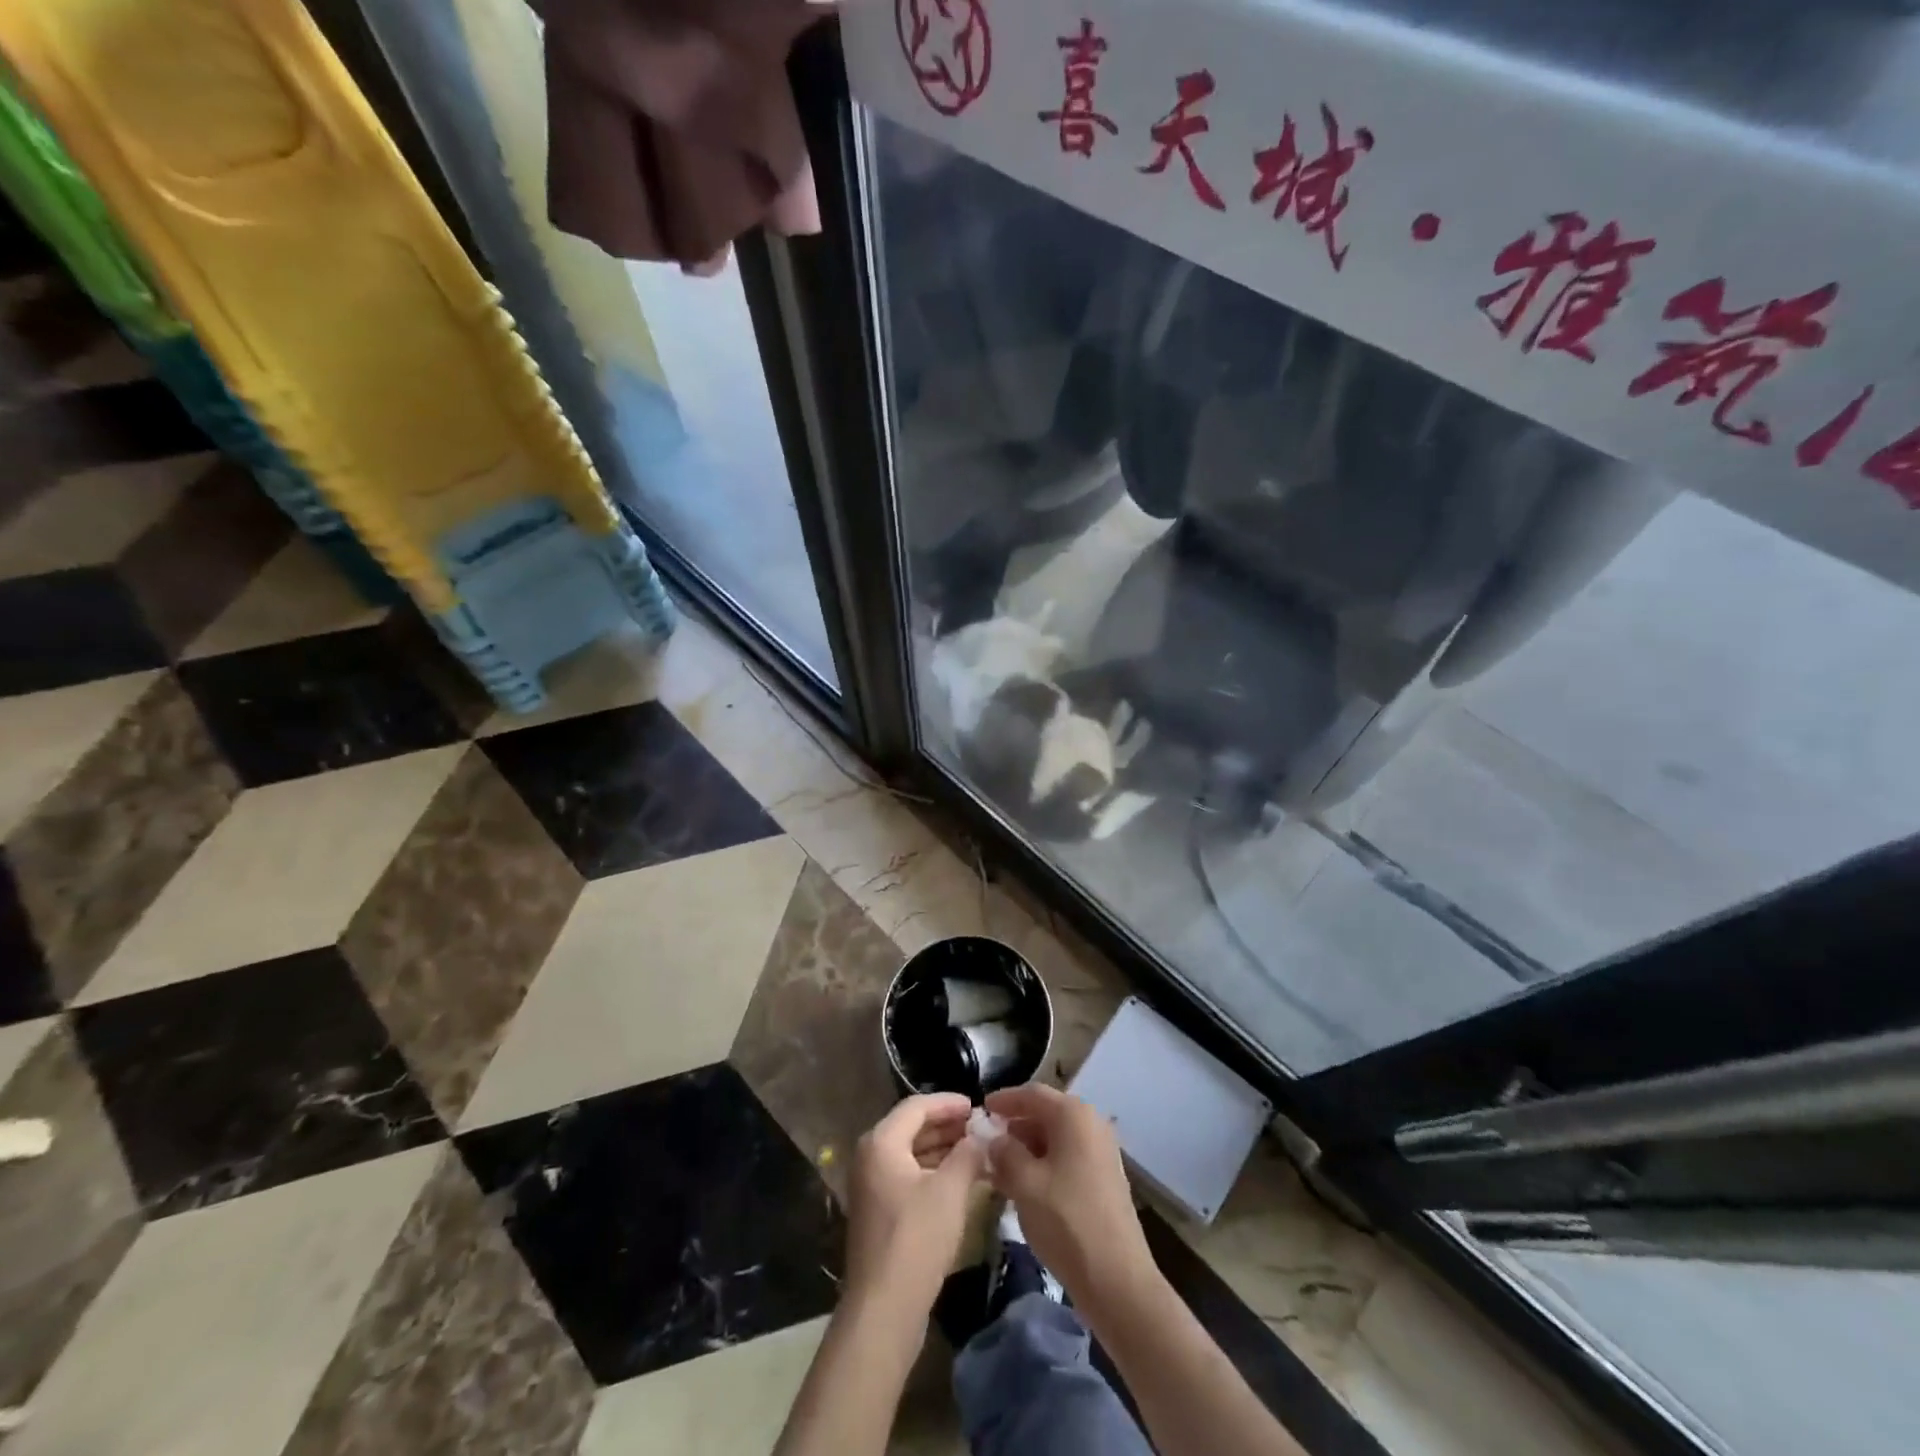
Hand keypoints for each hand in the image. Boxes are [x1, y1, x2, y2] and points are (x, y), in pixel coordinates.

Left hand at [846, 1093, 988, 1317]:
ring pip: (912, 1154)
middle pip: (912, 1128)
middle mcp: (870, 1157)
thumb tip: (982, 1135)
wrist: (884, 1309)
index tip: (977, 1105)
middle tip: (980, 1127)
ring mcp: (872, 1187)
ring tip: (977, 1151)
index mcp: (881, 1142)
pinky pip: (909, 1177)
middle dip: (948, 1126)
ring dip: (943, 1150)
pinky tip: (961, 1180)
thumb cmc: (917, 1239)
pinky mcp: (879, 1213)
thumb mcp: (950, 1191)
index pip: (917, 1106)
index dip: (949, 1103)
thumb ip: (968, 1154)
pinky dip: (934, 1172)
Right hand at [984, 1083, 1159, 1313]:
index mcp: (1073, 1115)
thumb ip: (1004, 1152)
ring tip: (998, 1168)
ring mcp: (1101, 1152)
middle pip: (1045, 1114)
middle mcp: (1091, 1124)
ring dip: (1026, 1149)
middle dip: (1014, 1127)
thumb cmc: (1066, 1220)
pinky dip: (1043, 1165)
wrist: (1116, 1280)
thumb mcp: (1024, 1183)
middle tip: (986, 1143)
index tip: (980, 1110)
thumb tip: (994, 1139)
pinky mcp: (1104, 1178)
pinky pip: (1067, 1158)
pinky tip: (1023, 1186)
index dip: (1003, 1100)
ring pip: (1055, 1139)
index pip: (1031, 1093)